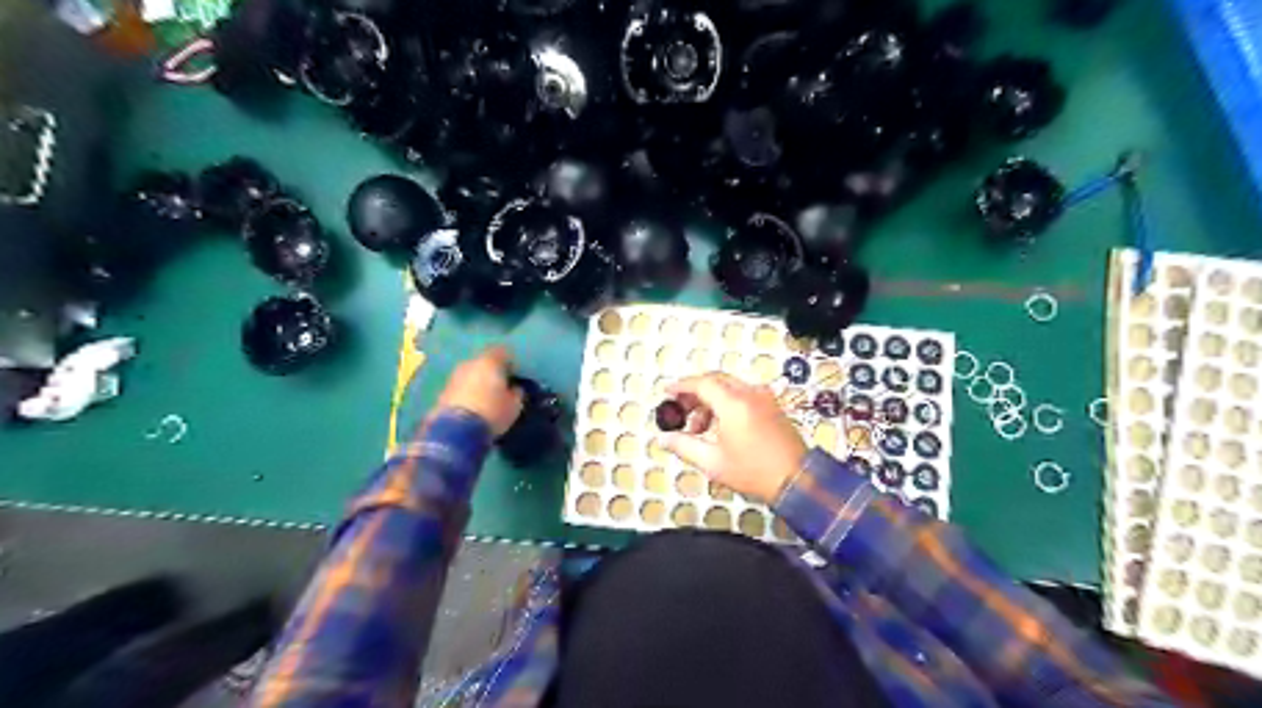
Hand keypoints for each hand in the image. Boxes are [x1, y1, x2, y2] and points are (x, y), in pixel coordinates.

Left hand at [434, 347, 523, 439]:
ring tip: (486, 397)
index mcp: (490, 361)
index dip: (510, 362)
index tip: (515, 374)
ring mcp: (454, 376)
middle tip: (500, 385)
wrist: (455, 431)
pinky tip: (473, 405)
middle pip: (484, 361)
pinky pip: (460, 386)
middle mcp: (470, 363)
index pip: (503, 351)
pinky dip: (467, 392)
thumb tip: (515, 388)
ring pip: (471, 373)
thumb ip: (516, 393)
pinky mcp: (442, 391)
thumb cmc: (492, 412)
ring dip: (478, 382)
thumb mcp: (514, 405)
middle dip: (492, 371)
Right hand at [661, 373, 806, 505]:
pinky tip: (720, 427)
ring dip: (710, 400)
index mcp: (734, 403)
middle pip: (715, 381)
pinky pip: (743, 395)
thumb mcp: (712, 462)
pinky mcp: (772, 406)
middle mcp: (750, 394)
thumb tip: (663, 439)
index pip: (701, 383)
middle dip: (694, 393)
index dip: (681, 386)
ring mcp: (764, 398)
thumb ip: (684, 446)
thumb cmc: (755, 472)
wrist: (797, 480)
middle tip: (681, 410)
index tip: (667, 392)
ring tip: (699, 428)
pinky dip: (726, 404)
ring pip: (729, 387)